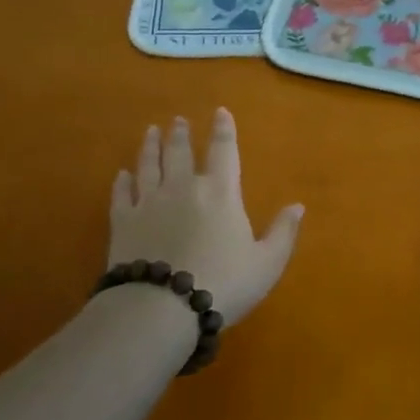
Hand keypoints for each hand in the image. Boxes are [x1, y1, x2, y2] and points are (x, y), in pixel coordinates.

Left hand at [108, 108, 303, 327]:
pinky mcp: (123, 221)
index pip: (224, 151)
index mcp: (220, 193)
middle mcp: (183, 187)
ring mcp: (149, 202)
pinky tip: (122, 174)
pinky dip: (122, 181)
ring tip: (150, 131)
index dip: (224, 130)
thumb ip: (283, 232)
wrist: (162, 307)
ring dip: (150, 146)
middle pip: (180, 151)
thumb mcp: (267, 263)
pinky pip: (121, 194)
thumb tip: (298, 206)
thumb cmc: (223, 283)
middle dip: (181, 133)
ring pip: (149, 164)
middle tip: (177, 120)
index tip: (220, 112)